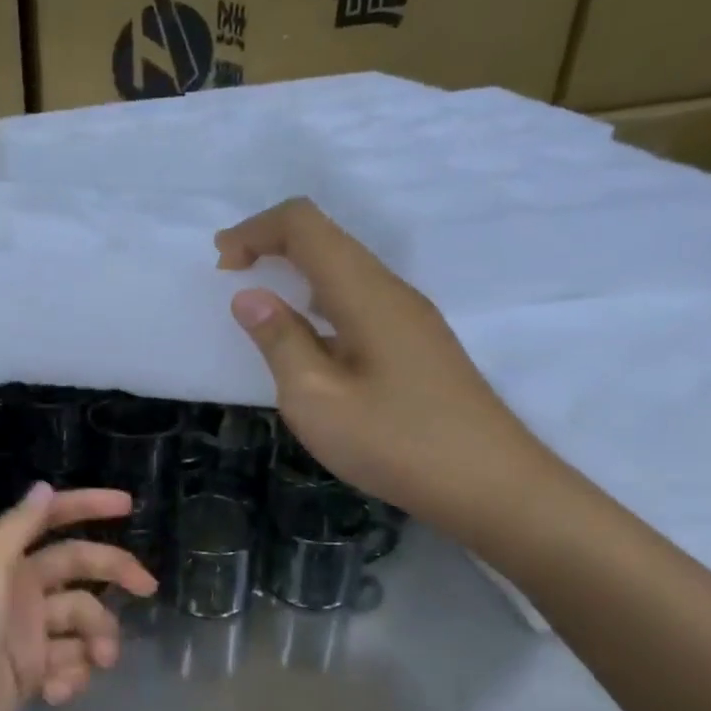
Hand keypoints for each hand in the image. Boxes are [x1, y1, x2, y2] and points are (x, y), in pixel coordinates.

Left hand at [0, 484, 157, 710]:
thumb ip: (17, 527)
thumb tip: (43, 486)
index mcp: (1, 557)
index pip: (49, 519)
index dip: (86, 506)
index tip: (128, 505)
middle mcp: (16, 588)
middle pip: (77, 568)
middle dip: (113, 573)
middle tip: (148, 587)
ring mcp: (25, 632)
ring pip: (81, 620)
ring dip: (97, 638)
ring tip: (99, 661)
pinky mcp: (30, 673)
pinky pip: (68, 662)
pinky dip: (71, 675)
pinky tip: (55, 691)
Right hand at [216, 198, 557, 533]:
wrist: (489, 485)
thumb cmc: (394, 442)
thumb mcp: (315, 398)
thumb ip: (280, 341)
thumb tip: (249, 297)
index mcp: (365, 294)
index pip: (305, 225)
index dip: (255, 230)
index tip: (221, 264)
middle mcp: (390, 291)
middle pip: (326, 237)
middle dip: (270, 243)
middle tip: (229, 274)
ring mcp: (408, 316)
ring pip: (343, 267)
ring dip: (294, 270)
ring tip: (259, 305)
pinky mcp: (415, 342)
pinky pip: (357, 297)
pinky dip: (317, 298)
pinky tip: (306, 337)